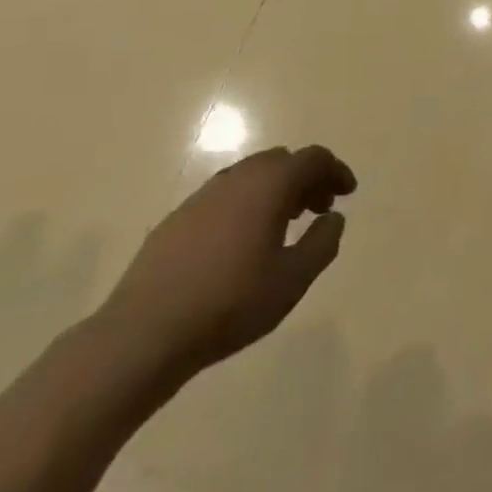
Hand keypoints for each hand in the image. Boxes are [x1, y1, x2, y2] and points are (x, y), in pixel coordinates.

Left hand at [95, 145, 356, 385]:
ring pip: (251, 176)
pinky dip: (246, 203)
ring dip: (275, 190)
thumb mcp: (292, 280)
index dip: (335, 170)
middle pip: (282, 161)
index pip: (312, 159)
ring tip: (284, 224)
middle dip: (305, 179)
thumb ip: (322, 243)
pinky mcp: (179, 216)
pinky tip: (242, 241)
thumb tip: (334, 217)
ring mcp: (204, 194)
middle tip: (319, 208)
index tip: (347, 192)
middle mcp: (238, 176)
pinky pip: (225, 195)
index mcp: (270, 184)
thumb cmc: (230, 303)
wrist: (144, 332)